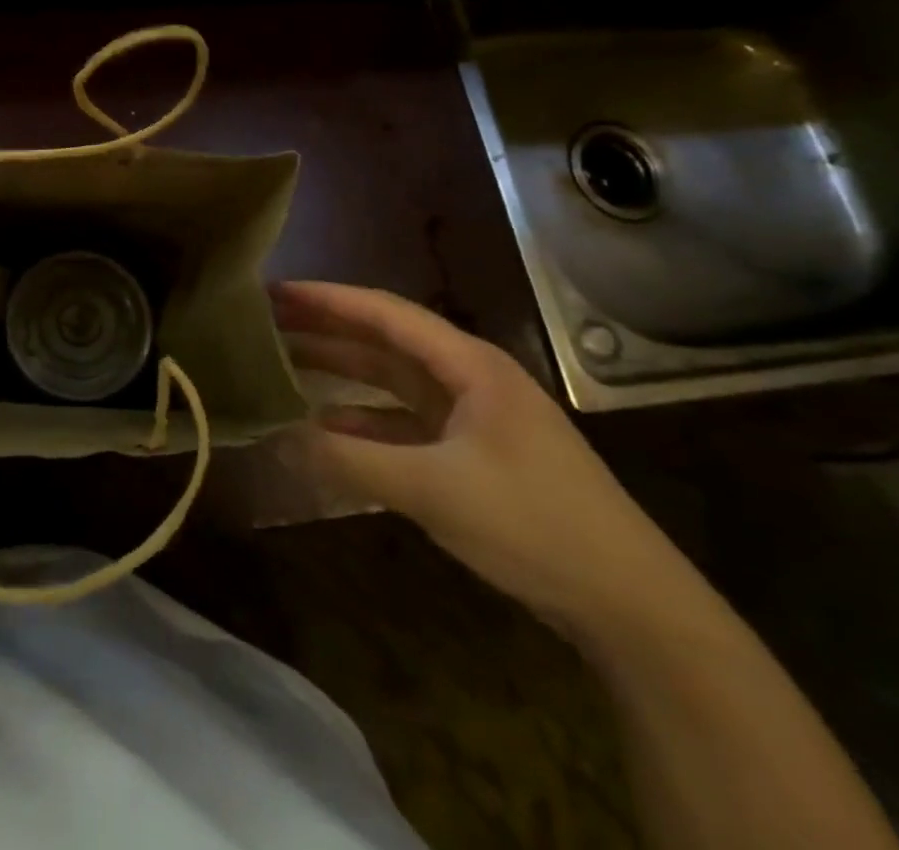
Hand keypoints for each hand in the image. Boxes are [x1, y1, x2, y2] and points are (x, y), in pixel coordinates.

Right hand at [272, 281, 704, 637]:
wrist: (632, 606)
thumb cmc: (535, 525)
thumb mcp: (434, 490)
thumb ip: (350, 461)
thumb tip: (277, 439)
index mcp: (470, 366)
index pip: (386, 314)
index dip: (328, 299)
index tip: (276, 291)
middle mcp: (469, 379)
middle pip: (385, 341)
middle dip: (327, 329)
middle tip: (266, 320)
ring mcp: (472, 418)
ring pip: (392, 381)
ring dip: (341, 372)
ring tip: (283, 363)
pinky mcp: (472, 454)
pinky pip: (403, 423)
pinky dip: (363, 421)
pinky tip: (325, 429)